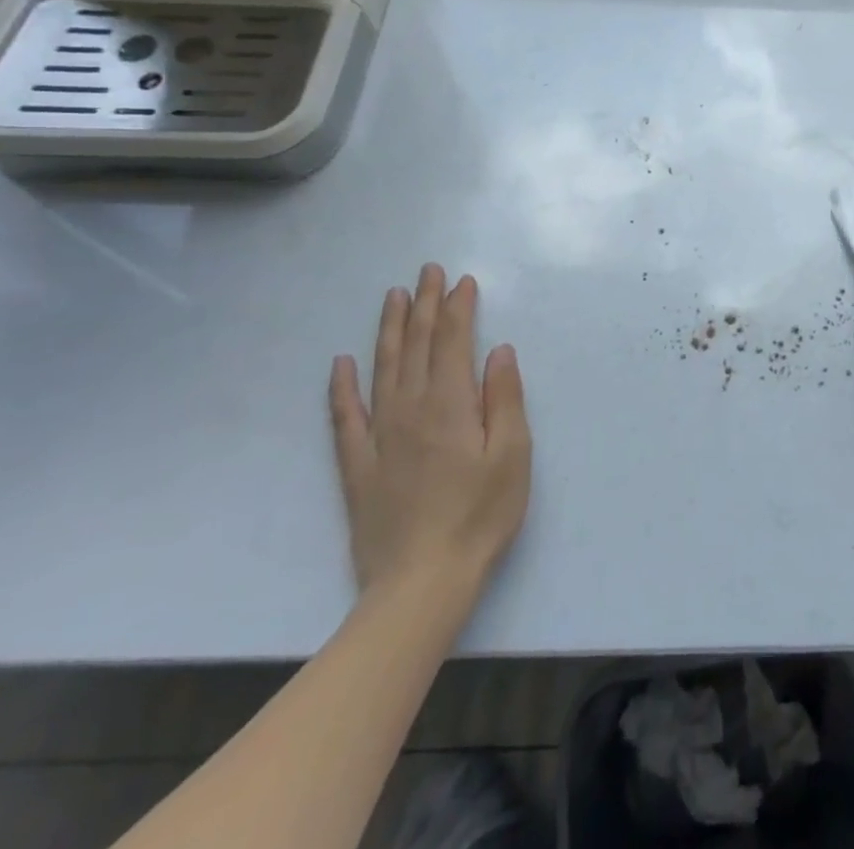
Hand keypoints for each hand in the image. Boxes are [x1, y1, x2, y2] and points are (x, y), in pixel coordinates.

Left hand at [329, 265, 531, 627]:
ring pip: (381, 369)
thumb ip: (504, 398)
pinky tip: (341, 364)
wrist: (421, 583)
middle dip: (424, 305)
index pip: (452, 342)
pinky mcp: (357, 465)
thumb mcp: (512, 455)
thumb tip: (498, 351)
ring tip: (393, 297)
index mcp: (450, 404)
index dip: (458, 308)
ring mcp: (379, 436)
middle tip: (427, 271)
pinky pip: (345, 416)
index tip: (462, 281)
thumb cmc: (480, 516)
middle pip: (416, 345)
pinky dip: (341, 387)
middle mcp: (410, 409)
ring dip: (388, 329)